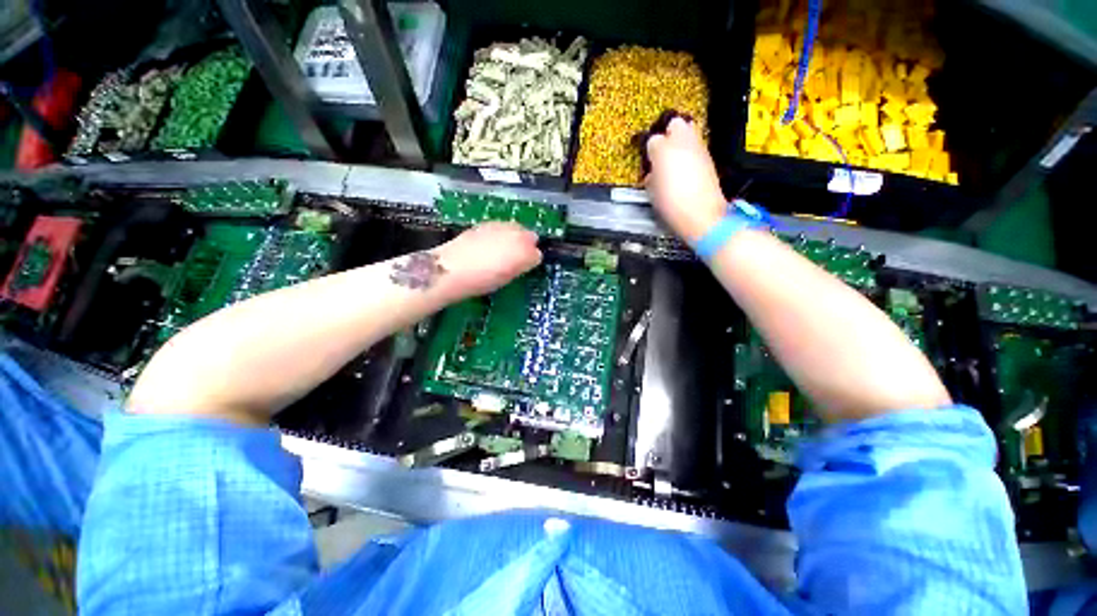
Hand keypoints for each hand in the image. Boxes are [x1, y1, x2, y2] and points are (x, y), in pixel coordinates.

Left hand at [435, 222, 542, 298]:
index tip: (523, 267)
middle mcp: (517, 234)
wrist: (452, 268)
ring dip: (512, 237)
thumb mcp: (508, 278)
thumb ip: (520, 266)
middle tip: (514, 258)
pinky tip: (487, 246)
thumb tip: (525, 260)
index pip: (537, 253)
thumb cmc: (482, 280)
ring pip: (515, 229)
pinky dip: (498, 234)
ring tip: (499, 252)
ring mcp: (500, 226)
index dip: (530, 260)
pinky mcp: (485, 223)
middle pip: (529, 236)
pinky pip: (500, 227)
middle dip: (525, 244)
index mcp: (525, 252)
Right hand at [645, 117, 726, 242]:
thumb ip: (651, 178)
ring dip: (681, 142)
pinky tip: (685, 169)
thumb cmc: (674, 205)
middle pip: (675, 124)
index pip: (652, 140)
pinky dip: (690, 153)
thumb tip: (652, 174)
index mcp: (663, 151)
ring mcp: (699, 149)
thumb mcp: (653, 193)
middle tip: (662, 150)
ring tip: (674, 160)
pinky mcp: (709, 158)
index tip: (648, 160)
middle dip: (668, 133)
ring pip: (690, 131)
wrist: (702, 215)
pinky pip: (697, 147)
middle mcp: (683, 143)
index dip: (649, 151)